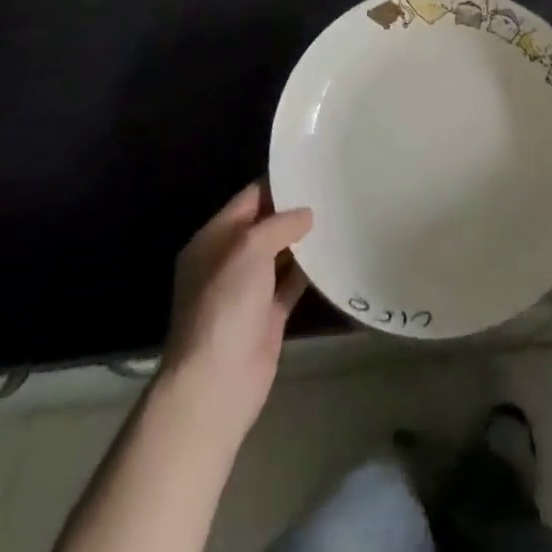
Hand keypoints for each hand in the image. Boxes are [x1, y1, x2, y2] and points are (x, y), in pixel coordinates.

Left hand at [159, 182, 312, 441]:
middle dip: (293, 210)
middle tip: (331, 188)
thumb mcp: (249, 249)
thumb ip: (278, 224)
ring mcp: (248, 290)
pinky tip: (334, 254)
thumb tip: (305, 214)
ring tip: (339, 214)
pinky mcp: (267, 315)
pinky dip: (309, 271)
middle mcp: (228, 260)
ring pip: (280, 254)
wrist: (216, 384)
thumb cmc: (225, 305)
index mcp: (212, 239)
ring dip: (304, 240)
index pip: (248, 199)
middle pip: (265, 225)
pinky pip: (291, 283)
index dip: (277, 184)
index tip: (310, 168)